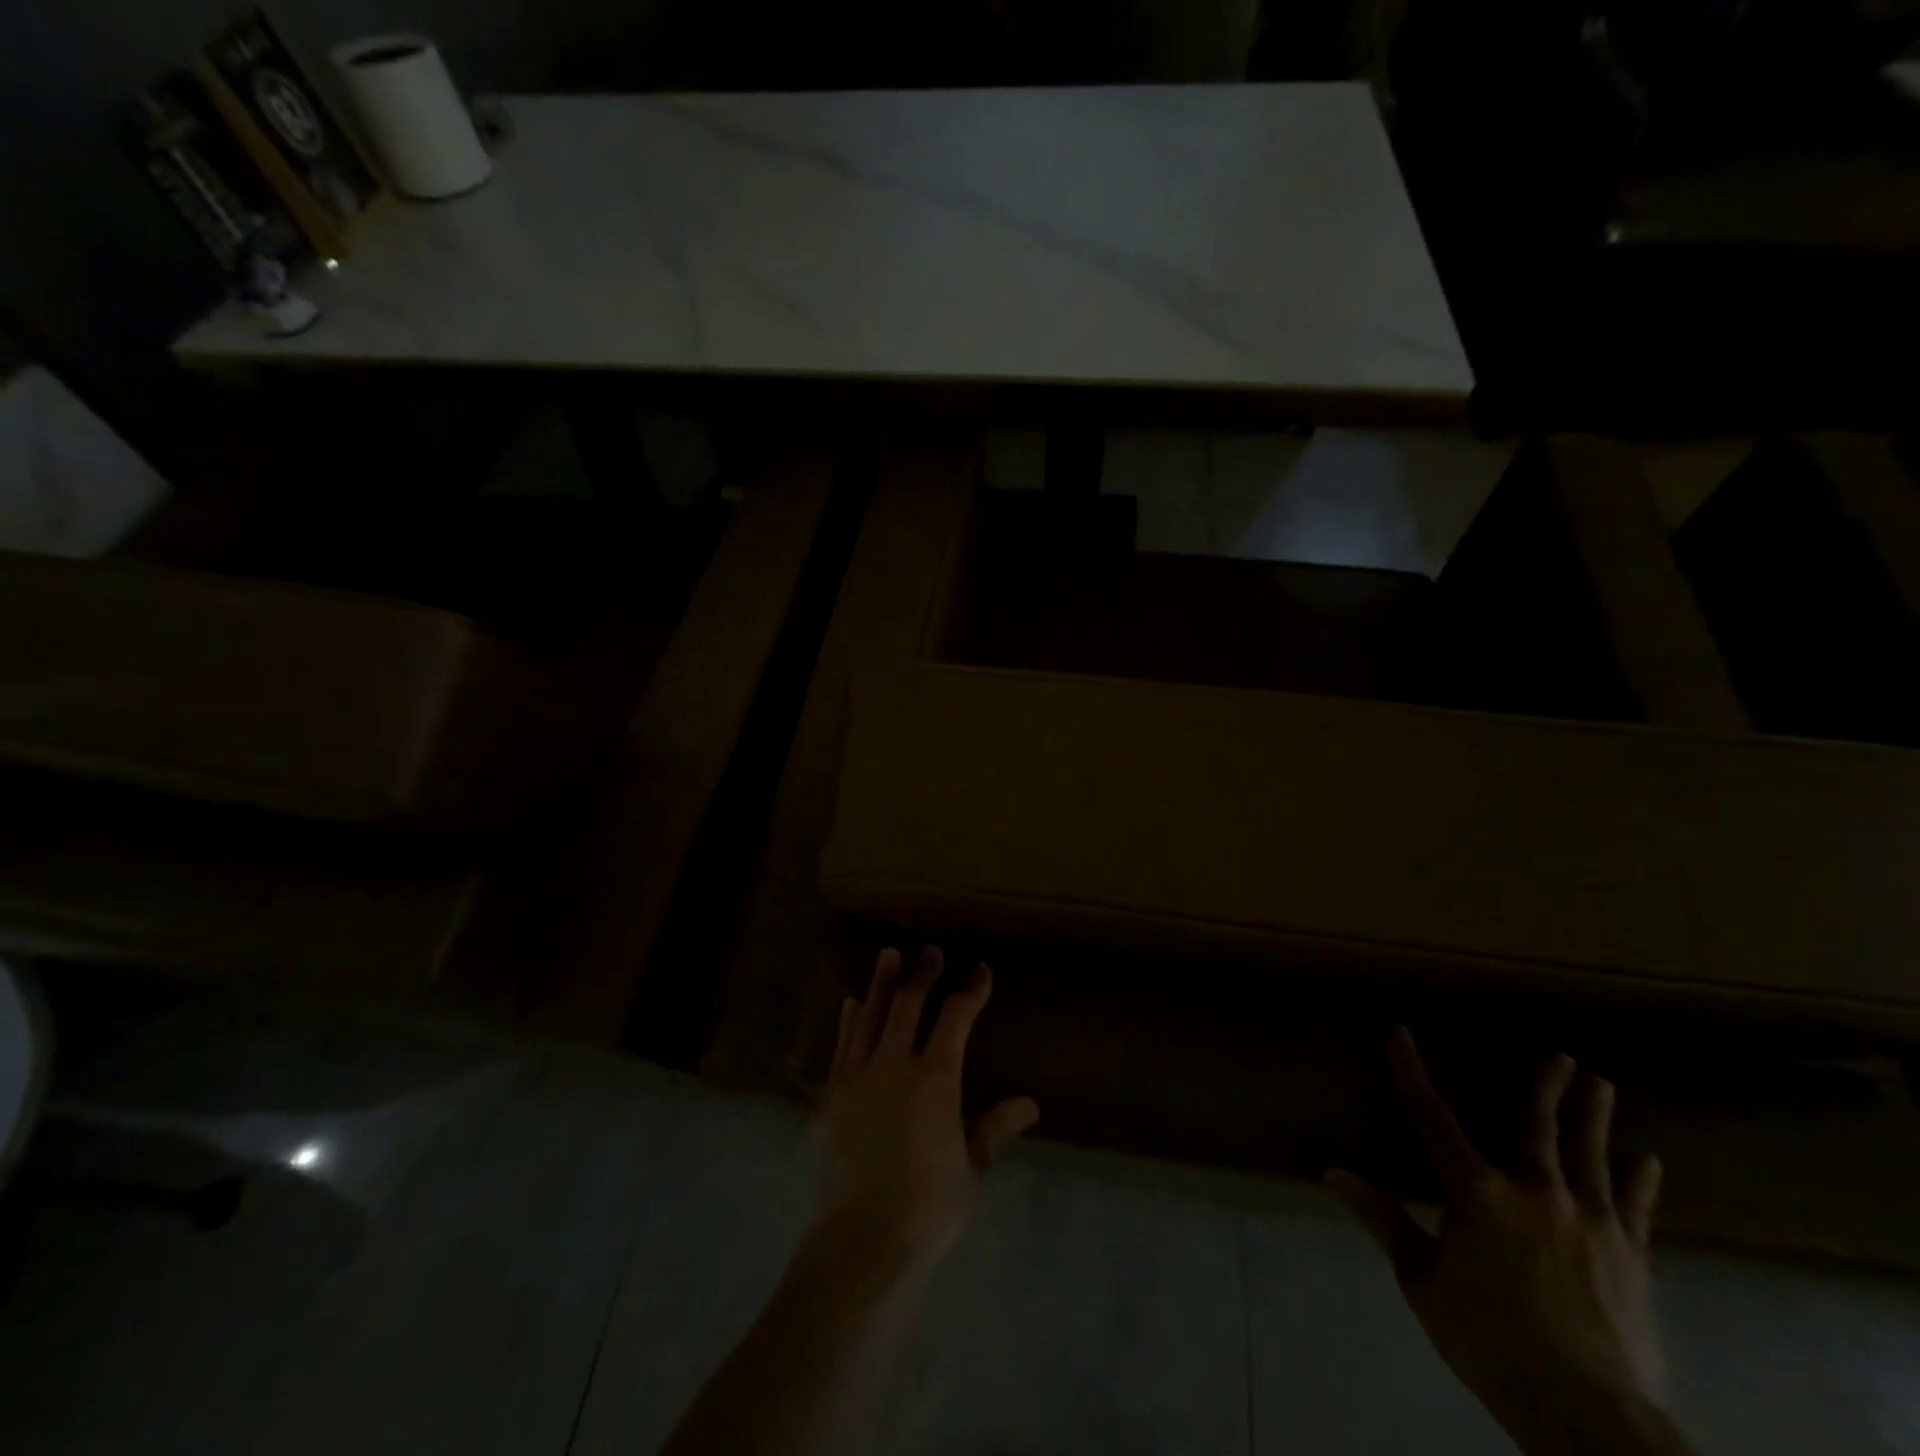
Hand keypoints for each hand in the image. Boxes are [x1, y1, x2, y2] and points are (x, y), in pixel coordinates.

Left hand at [817, 947, 1039, 1274]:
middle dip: (924, 974)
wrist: (863, 1239)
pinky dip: (849, 1020)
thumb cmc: (929, 1206)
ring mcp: (859, 1076)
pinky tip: (850, 1003)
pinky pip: (842, 1045)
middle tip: (932, 951)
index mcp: (936, 1077)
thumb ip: (994, 1128)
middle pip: (909, 1005)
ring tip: (889, 955)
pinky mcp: (833, 1094)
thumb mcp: (972, 1167)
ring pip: (870, 1015)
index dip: (971, 990)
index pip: (956, 1018)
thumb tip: (1029, 1104)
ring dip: (881, 983)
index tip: (981, 972)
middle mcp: (896, 1064)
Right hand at [1326, 1029, 1667, 1453]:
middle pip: (1535, 1126)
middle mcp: (1534, 1191)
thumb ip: (1383, 1220)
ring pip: (1589, 1156)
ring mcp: (1590, 1222)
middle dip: (1545, 1087)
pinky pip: (1636, 1210)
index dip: (1410, 1071)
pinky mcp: (1631, 1258)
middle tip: (1562, 1054)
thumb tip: (1333, 1173)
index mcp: (1476, 1192)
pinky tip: (1649, 1160)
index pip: (1430, 1116)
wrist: (1586, 1413)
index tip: (1399, 1033)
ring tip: (1603, 1083)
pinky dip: (1640, 1183)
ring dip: (1594, 1117)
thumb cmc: (1488, 1339)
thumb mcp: (1421, 1280)